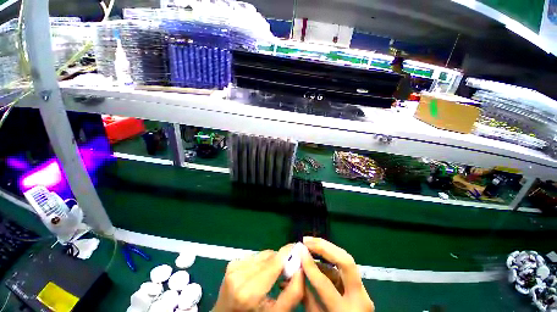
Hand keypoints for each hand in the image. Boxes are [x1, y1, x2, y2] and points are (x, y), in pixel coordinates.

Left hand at [213, 245, 303, 311]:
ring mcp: (233, 267)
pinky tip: (261, 275)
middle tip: (288, 272)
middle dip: (281, 261)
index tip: (300, 249)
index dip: (288, 253)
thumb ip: (293, 292)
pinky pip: (255, 256)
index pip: (274, 262)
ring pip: (263, 254)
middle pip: (269, 256)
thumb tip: (301, 268)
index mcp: (249, 291)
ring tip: (273, 276)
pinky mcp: (232, 263)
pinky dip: (262, 263)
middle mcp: (239, 274)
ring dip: (272, 262)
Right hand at [301, 237, 374, 311]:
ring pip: (345, 260)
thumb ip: (306, 293)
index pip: (325, 283)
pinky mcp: (360, 285)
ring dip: (326, 248)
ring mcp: (363, 290)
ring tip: (309, 242)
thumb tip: (296, 269)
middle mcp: (359, 298)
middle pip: (346, 262)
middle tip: (307, 240)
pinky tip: (316, 255)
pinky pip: (342, 268)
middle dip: (325, 247)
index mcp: (345, 311)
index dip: (310, 265)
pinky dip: (328, 259)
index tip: (299, 251)